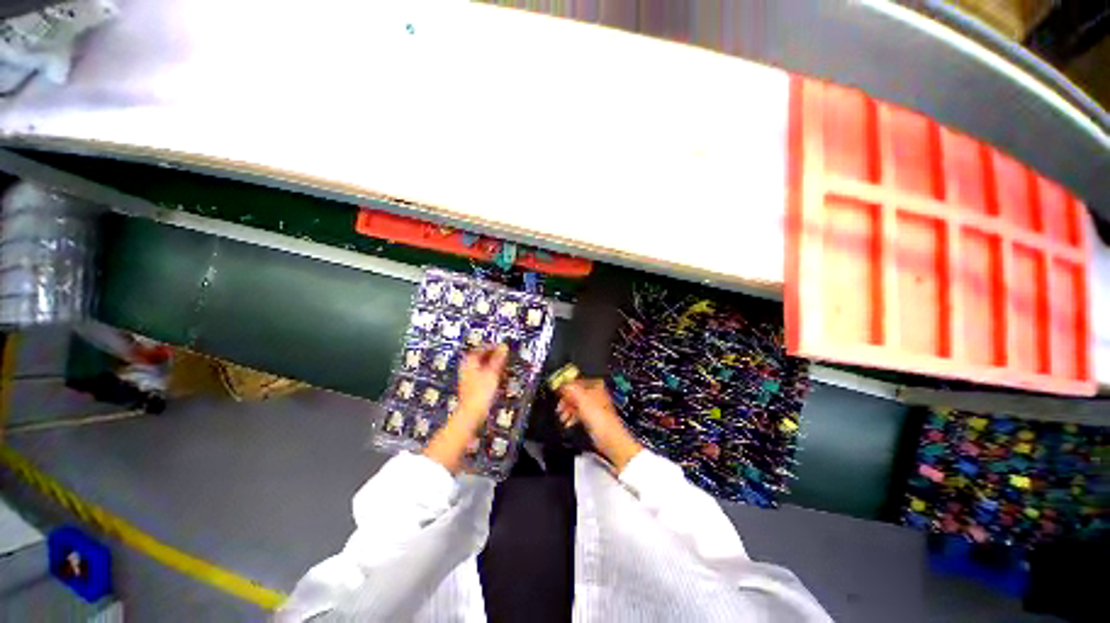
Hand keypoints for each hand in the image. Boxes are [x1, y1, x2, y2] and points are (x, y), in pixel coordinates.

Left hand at [424, 345, 507, 472]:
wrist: (471, 415)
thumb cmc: (480, 394)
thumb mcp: (493, 373)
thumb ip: (498, 359)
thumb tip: (503, 347)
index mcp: (469, 362)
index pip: (481, 348)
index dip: (493, 346)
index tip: (503, 347)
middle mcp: (467, 369)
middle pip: (481, 357)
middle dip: (493, 356)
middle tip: (504, 356)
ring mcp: (468, 379)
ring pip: (483, 367)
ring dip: (493, 366)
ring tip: (504, 367)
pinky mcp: (472, 389)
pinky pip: (483, 376)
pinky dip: (491, 375)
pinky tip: (498, 379)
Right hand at [558, 379, 642, 472]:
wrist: (608, 438)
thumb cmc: (601, 418)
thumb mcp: (581, 398)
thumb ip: (571, 388)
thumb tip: (562, 383)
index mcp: (595, 385)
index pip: (577, 380)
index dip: (566, 386)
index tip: (557, 391)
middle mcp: (595, 394)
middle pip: (575, 393)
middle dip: (566, 400)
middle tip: (559, 405)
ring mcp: (594, 406)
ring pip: (576, 403)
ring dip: (567, 409)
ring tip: (562, 416)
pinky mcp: (592, 417)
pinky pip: (579, 413)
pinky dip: (572, 416)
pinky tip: (567, 422)